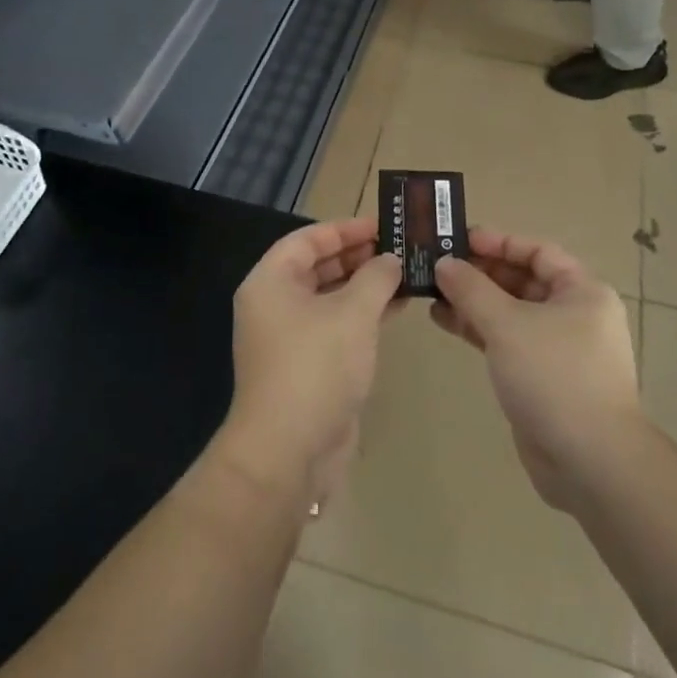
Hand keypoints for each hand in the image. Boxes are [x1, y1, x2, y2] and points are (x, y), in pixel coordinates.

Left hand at [221, 217, 402, 509]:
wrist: (288, 452)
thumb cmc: (316, 366)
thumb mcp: (353, 313)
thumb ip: (376, 278)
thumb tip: (390, 260)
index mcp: (271, 282)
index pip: (307, 239)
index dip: (344, 229)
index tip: (382, 226)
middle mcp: (274, 304)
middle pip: (318, 266)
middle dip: (358, 256)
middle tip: (399, 248)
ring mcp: (289, 338)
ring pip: (330, 298)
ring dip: (365, 286)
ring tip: (405, 274)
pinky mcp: (307, 366)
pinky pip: (336, 326)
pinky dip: (363, 315)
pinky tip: (396, 308)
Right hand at [431, 228, 643, 511]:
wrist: (590, 462)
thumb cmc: (554, 376)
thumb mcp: (507, 324)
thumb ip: (471, 289)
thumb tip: (444, 264)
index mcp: (582, 291)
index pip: (537, 251)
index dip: (498, 242)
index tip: (458, 239)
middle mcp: (575, 314)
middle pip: (522, 281)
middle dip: (480, 273)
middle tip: (437, 266)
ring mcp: (559, 349)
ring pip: (511, 313)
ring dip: (473, 302)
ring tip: (431, 294)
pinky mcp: (542, 378)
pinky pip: (507, 341)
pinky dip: (479, 330)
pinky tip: (446, 322)